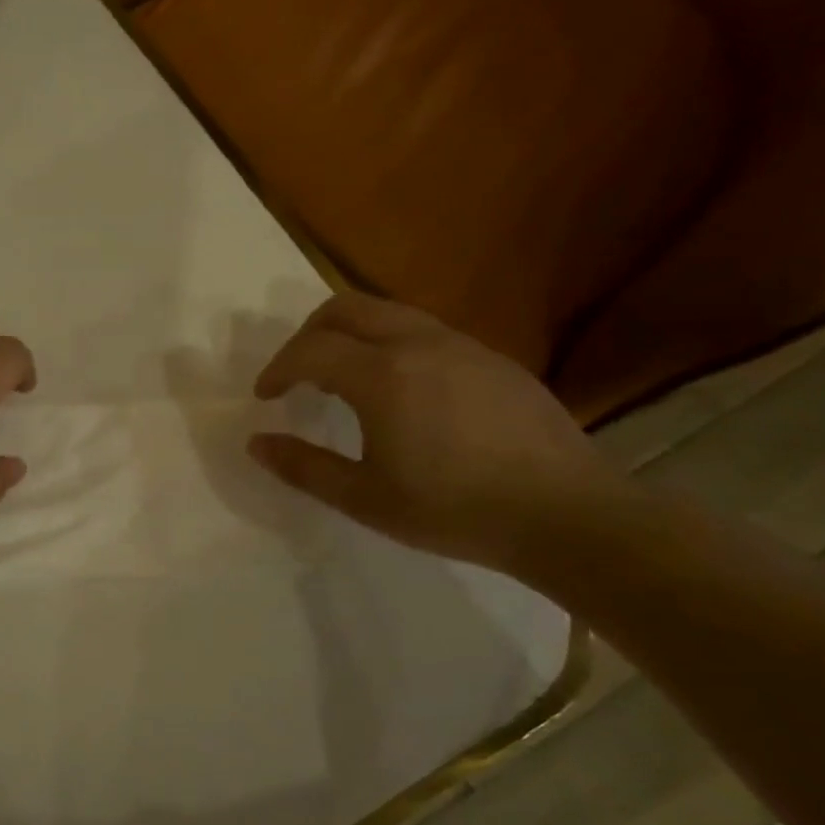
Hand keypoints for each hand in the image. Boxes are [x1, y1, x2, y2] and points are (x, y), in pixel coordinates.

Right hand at [249, 290, 622, 570]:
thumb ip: (304, 467)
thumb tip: (256, 443)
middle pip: (346, 308)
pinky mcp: (494, 359)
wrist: (568, 516)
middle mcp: (419, 344)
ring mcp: (462, 346)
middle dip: (308, 333)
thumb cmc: (455, 510)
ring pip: (389, 313)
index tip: (266, 396)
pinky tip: (401, 392)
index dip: (278, 369)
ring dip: (351, 335)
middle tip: (296, 373)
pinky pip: (425, 332)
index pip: (310, 350)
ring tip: (343, 379)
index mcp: (382, 375)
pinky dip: (391, 345)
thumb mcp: (365, 498)